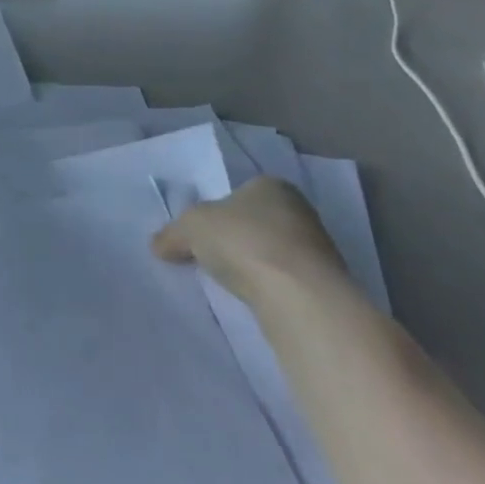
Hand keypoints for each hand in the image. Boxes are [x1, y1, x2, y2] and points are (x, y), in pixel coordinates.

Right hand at [151, 176, 350, 306]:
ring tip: (230, 282)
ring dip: (254, 264)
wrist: (299, 295)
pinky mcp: (325, 284)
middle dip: (235, 238)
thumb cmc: (242, 240)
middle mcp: (299, 210)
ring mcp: (318, 248)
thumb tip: (159, 245)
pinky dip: (269, 287)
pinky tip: (254, 298)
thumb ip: (172, 234)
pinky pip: (286, 280)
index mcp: (270, 185)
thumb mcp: (190, 227)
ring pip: (273, 252)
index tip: (200, 233)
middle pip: (256, 222)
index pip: (238, 193)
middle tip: (211, 256)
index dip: (216, 211)